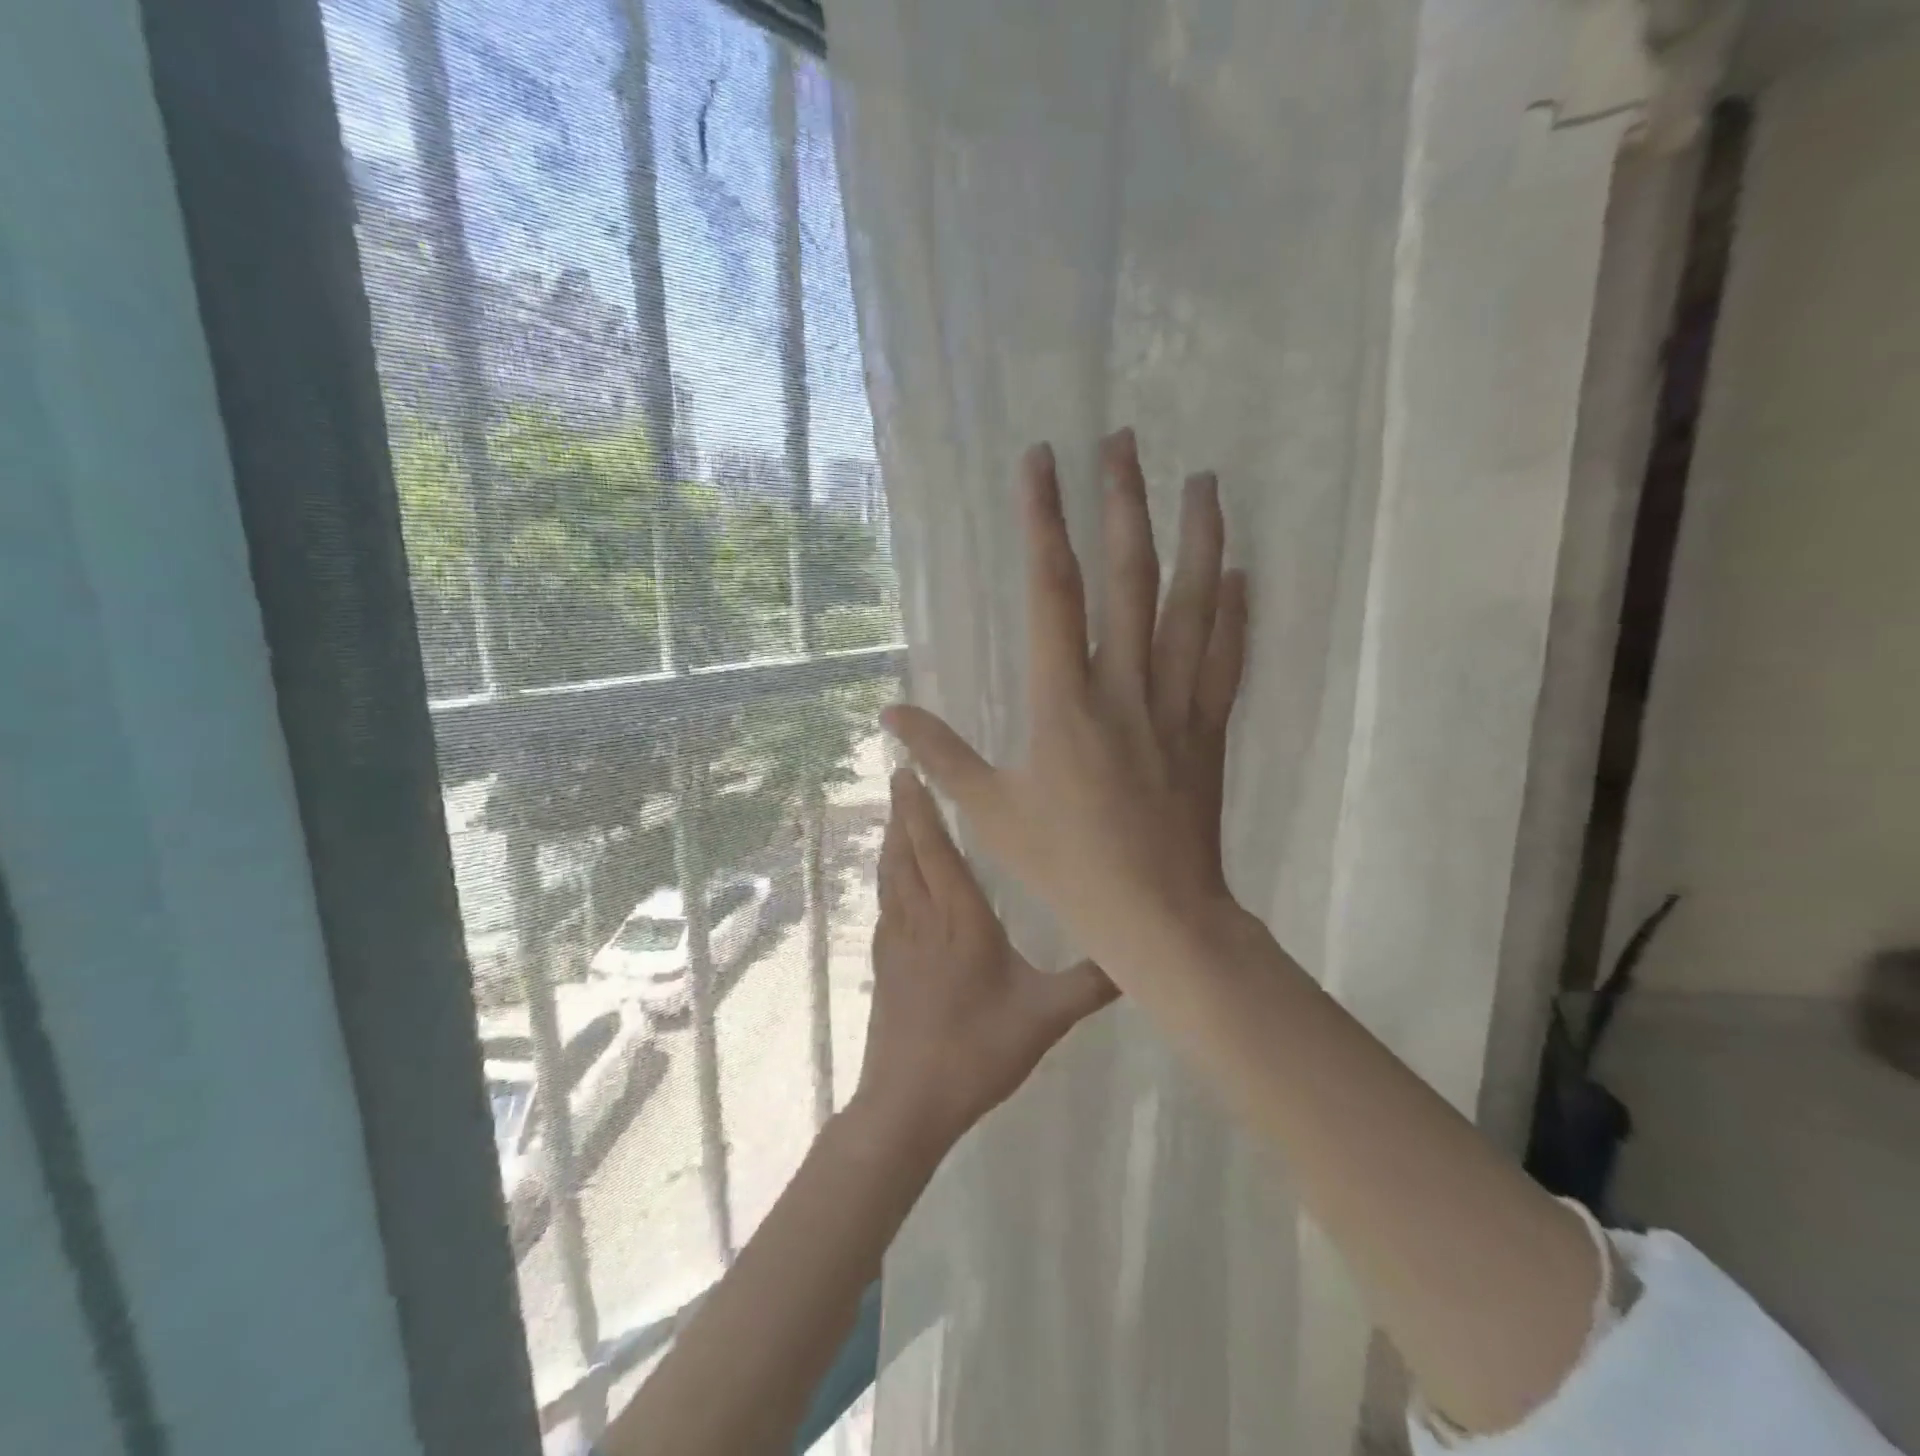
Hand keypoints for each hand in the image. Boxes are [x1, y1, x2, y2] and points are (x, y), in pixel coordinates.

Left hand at [853, 768, 1117, 1151]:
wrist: (908, 1102)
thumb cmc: (978, 1051)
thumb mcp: (1044, 1016)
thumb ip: (1090, 983)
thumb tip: (1136, 954)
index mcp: (960, 920)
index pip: (936, 849)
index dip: (922, 809)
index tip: (910, 772)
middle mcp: (923, 919)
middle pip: (906, 852)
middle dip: (903, 812)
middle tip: (900, 776)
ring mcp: (896, 940)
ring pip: (891, 875)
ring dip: (892, 840)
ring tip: (895, 813)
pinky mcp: (883, 963)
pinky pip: (884, 902)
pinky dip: (887, 876)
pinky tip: (893, 879)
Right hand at [881, 429, 1246, 985]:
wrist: (1156, 913)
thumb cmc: (1065, 864)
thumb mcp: (989, 812)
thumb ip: (941, 756)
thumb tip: (891, 712)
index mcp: (1063, 700)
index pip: (1052, 590)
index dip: (1044, 520)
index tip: (1043, 462)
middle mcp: (1124, 685)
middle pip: (1130, 576)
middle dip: (1124, 502)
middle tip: (1125, 440)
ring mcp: (1175, 702)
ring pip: (1193, 604)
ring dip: (1198, 537)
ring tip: (1205, 480)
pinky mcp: (1208, 725)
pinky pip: (1226, 656)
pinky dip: (1235, 609)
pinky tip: (1242, 570)